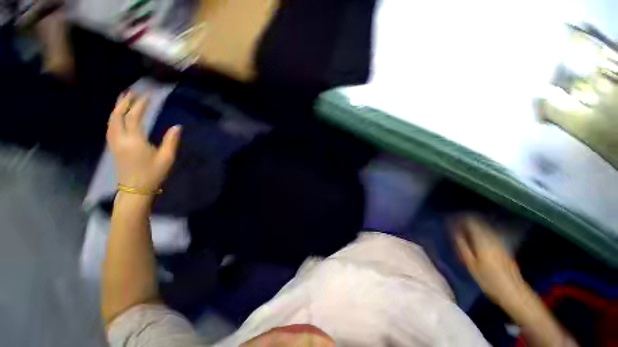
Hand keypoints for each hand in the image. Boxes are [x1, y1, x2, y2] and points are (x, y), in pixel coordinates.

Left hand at [107, 92, 180, 192]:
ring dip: (117, 107)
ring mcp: (114, 142)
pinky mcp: (113, 146)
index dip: (141, 104)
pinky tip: (118, 115)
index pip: (135, 117)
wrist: (135, 189)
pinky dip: (114, 117)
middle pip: (118, 115)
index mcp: (134, 140)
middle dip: (125, 102)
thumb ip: (171, 141)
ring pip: (112, 120)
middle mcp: (120, 138)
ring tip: (124, 98)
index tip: (148, 95)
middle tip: (132, 91)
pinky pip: (111, 126)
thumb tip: (177, 126)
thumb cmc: (153, 174)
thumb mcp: (167, 158)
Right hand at [452, 215, 524, 306]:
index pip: (471, 221)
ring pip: (484, 228)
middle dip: (466, 222)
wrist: (513, 292)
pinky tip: (475, 240)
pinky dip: (480, 233)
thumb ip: (462, 246)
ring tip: (463, 233)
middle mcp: (492, 237)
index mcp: (483, 240)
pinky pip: (488, 234)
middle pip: (478, 223)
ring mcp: (499, 242)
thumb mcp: (471, 264)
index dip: (460, 219)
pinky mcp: (503, 247)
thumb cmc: (489, 279)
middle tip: (455, 227)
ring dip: (473, 227)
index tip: (451, 221)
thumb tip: (455, 232)